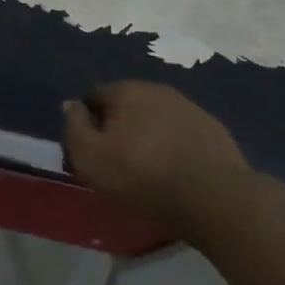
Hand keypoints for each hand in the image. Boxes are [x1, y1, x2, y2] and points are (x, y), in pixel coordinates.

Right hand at [61, 82, 281, 233]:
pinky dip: (172, 145)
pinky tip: (174, 170)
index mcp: (125, 90)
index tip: (88, 151)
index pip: (93, 96)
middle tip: (115, 162)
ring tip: (147, 169)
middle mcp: (157, 89)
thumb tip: (70, 104)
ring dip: (146, 135)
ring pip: (154, 117)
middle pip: (126, 105)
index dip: (86, 122)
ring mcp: (189, 107)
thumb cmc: (143, 175)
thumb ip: (73, 127)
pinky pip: (180, 133)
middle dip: (117, 127)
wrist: (215, 196)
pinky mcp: (212, 128)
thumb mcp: (91, 157)